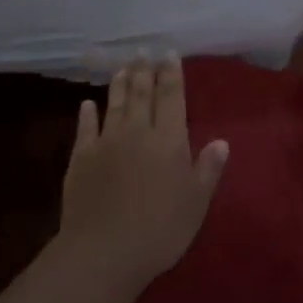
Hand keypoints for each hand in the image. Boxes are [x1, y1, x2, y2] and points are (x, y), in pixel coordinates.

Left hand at [57, 55, 229, 288]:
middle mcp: (138, 132)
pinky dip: (87, 114)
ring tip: (124, 67)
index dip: (172, 74)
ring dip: (120, 84)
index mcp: (169, 140)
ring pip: (115, 104)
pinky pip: (85, 128)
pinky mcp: (80, 158)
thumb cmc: (159, 230)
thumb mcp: (196, 203)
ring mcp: (106, 142)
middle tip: (144, 51)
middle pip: (142, 94)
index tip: (169, 53)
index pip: (172, 97)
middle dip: (145, 70)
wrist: (103, 251)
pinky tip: (87, 104)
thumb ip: (208, 169)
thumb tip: (221, 141)